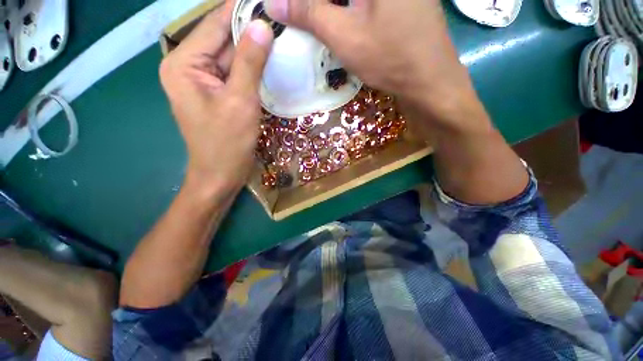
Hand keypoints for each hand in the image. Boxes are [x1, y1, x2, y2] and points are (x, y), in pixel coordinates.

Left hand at [160, 2, 273, 193]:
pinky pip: (236, 74)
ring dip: (253, 48)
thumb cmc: (226, 144)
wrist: (220, 175)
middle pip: (222, 39)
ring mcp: (205, 82)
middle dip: (249, 29)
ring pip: (231, 57)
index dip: (239, 8)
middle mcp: (190, 67)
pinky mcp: (218, 94)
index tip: (265, 1)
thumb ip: (248, 63)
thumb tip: (261, 25)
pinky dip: (252, 68)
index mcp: (184, 64)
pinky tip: (270, 61)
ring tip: (279, 35)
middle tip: (277, 18)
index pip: (214, 24)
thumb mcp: (240, 102)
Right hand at [264, 0, 477, 122]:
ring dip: (331, 9)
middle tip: (299, 15)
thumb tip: (272, 3)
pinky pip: (365, 3)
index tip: (290, 9)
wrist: (429, 80)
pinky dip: (347, 9)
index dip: (307, 2)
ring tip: (313, 20)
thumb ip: (309, 14)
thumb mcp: (345, 36)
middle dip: (319, 6)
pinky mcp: (400, 2)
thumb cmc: (390, 58)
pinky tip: (337, 21)